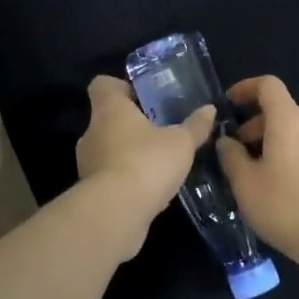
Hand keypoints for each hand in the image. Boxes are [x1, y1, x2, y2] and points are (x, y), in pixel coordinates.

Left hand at [76, 75, 214, 224]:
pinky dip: (127, 178)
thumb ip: (195, 126)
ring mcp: (88, 163)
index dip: (121, 87)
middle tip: (160, 130)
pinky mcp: (91, 191)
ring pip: (109, 149)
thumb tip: (209, 109)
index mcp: (110, 109)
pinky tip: (151, 189)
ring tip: (159, 162)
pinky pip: (111, 176)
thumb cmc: (147, 162)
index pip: (102, 84)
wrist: (116, 213)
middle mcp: (92, 132)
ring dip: (130, 153)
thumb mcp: (181, 143)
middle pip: (108, 118)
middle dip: (132, 124)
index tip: (142, 97)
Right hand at [217, 75, 298, 268]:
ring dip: (268, 144)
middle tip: (234, 152)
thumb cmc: (286, 206)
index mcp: (288, 121)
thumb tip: (226, 141)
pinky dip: (285, 157)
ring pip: (292, 133)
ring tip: (251, 176)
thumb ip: (231, 157)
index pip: (268, 85)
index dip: (245, 88)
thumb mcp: (246, 183)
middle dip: (253, 125)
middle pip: (280, 111)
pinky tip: (275, 189)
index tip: (228, 104)